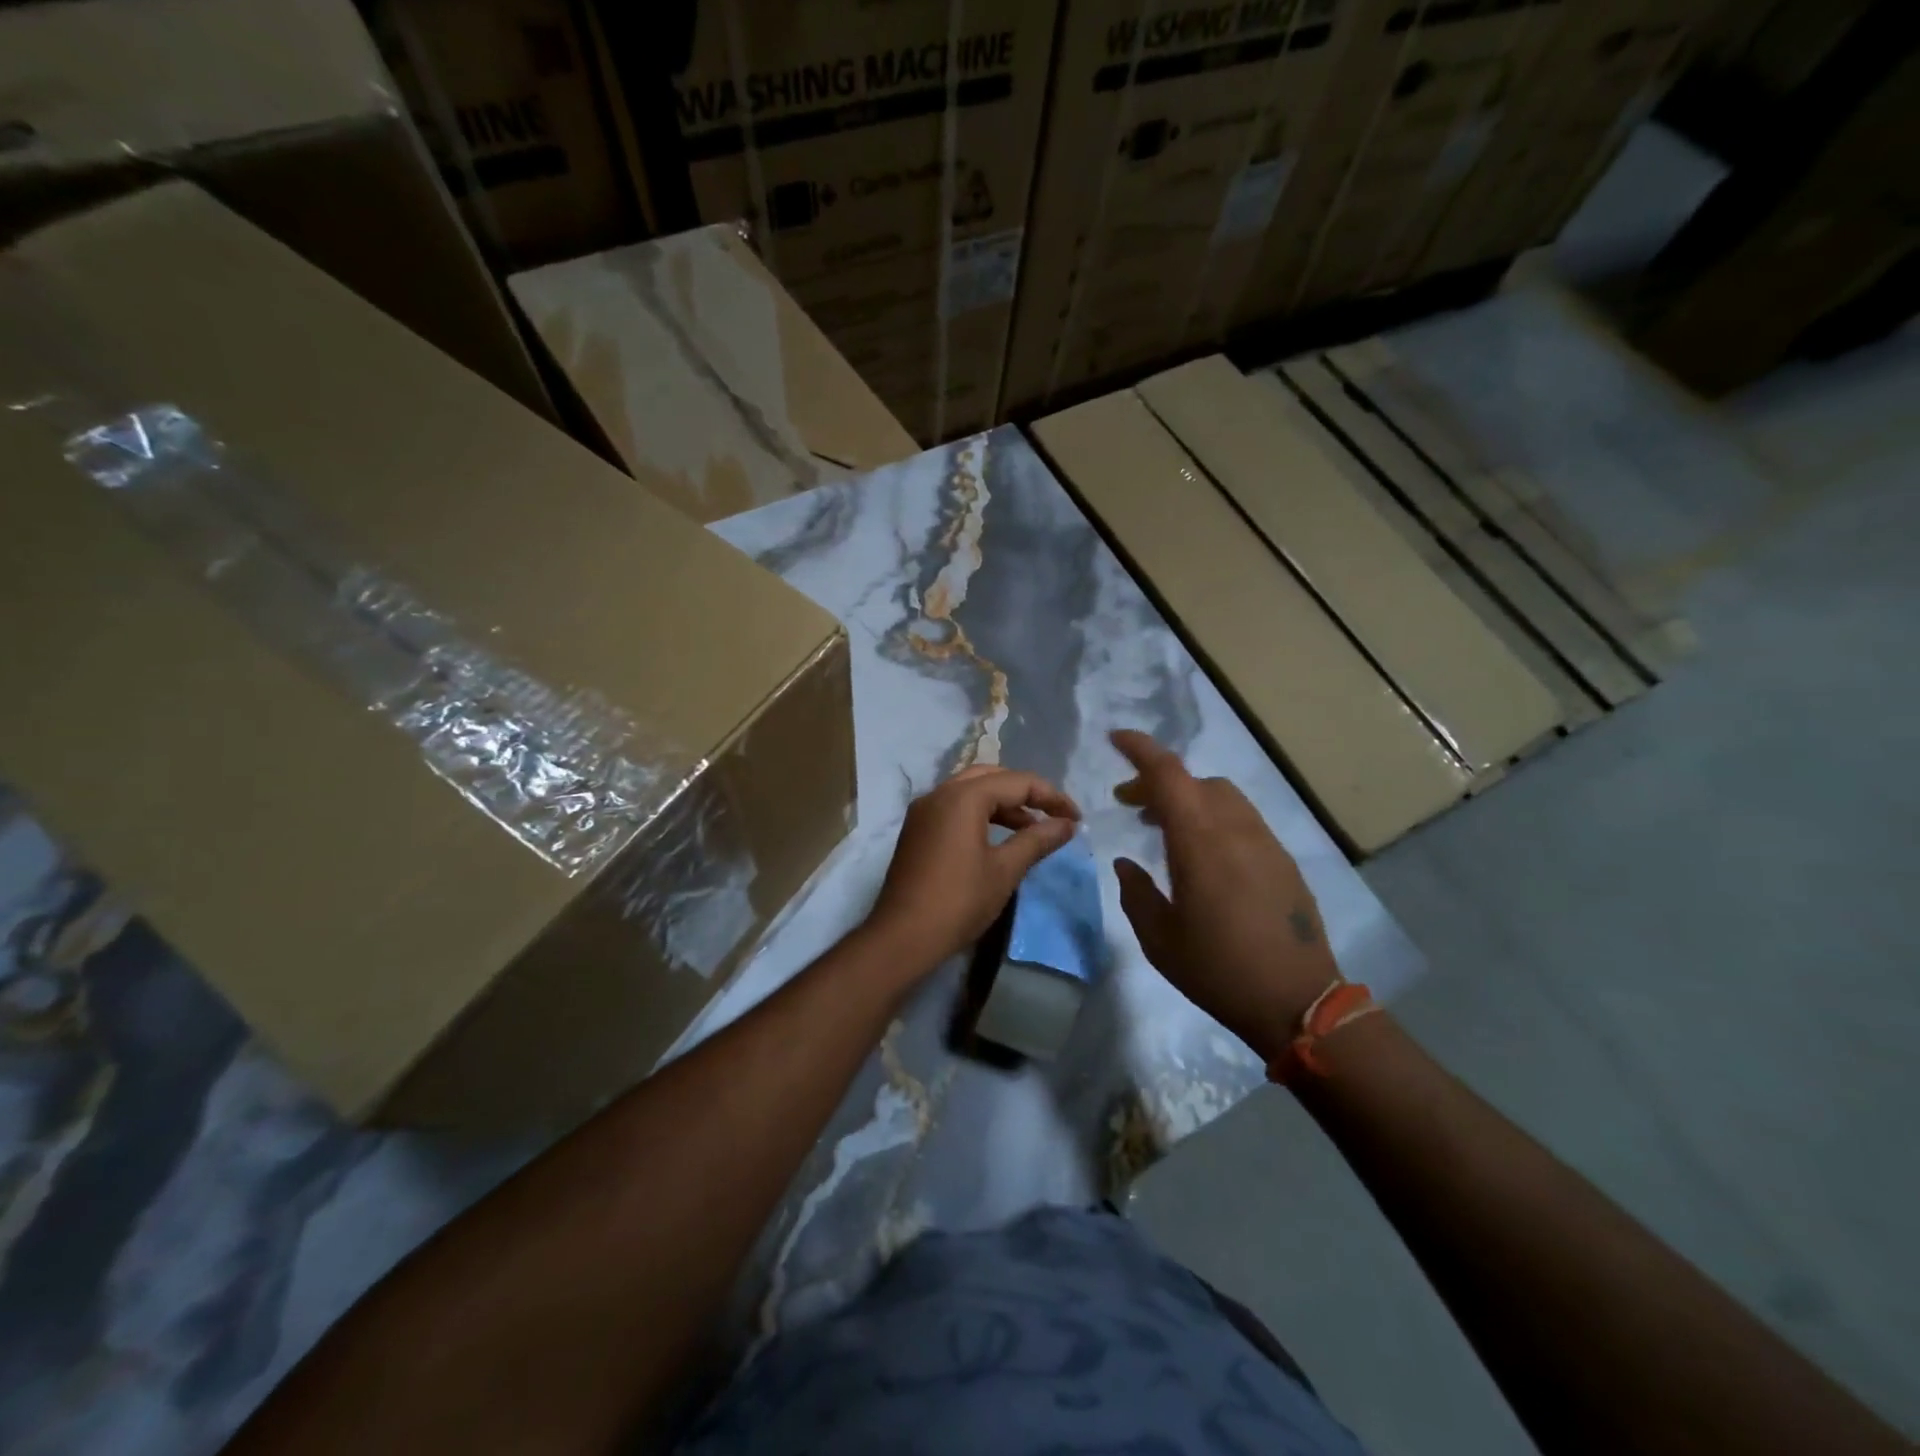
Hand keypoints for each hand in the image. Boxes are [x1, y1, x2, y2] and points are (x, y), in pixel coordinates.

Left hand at [867, 765, 1080, 971]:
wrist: (902, 936)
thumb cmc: (959, 901)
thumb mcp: (1005, 870)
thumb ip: (1037, 840)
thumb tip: (1067, 824)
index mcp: (963, 796)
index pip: (1017, 782)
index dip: (1051, 797)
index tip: (1075, 819)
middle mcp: (940, 793)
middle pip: (991, 777)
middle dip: (1025, 793)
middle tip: (1052, 816)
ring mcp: (923, 810)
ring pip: (970, 791)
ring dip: (1002, 804)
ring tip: (1030, 830)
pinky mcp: (916, 829)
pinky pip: (954, 807)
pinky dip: (979, 814)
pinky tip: (997, 839)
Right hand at [1109, 730, 1340, 1057]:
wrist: (1299, 1001)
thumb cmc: (1218, 970)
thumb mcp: (1160, 939)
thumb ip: (1137, 893)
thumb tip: (1127, 863)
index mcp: (1199, 842)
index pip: (1168, 775)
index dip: (1140, 750)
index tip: (1116, 739)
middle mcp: (1235, 829)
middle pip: (1194, 781)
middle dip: (1157, 782)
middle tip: (1130, 804)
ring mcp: (1265, 842)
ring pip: (1222, 796)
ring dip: (1188, 798)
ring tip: (1165, 826)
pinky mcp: (1283, 860)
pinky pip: (1242, 819)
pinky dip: (1214, 816)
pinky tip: (1204, 852)